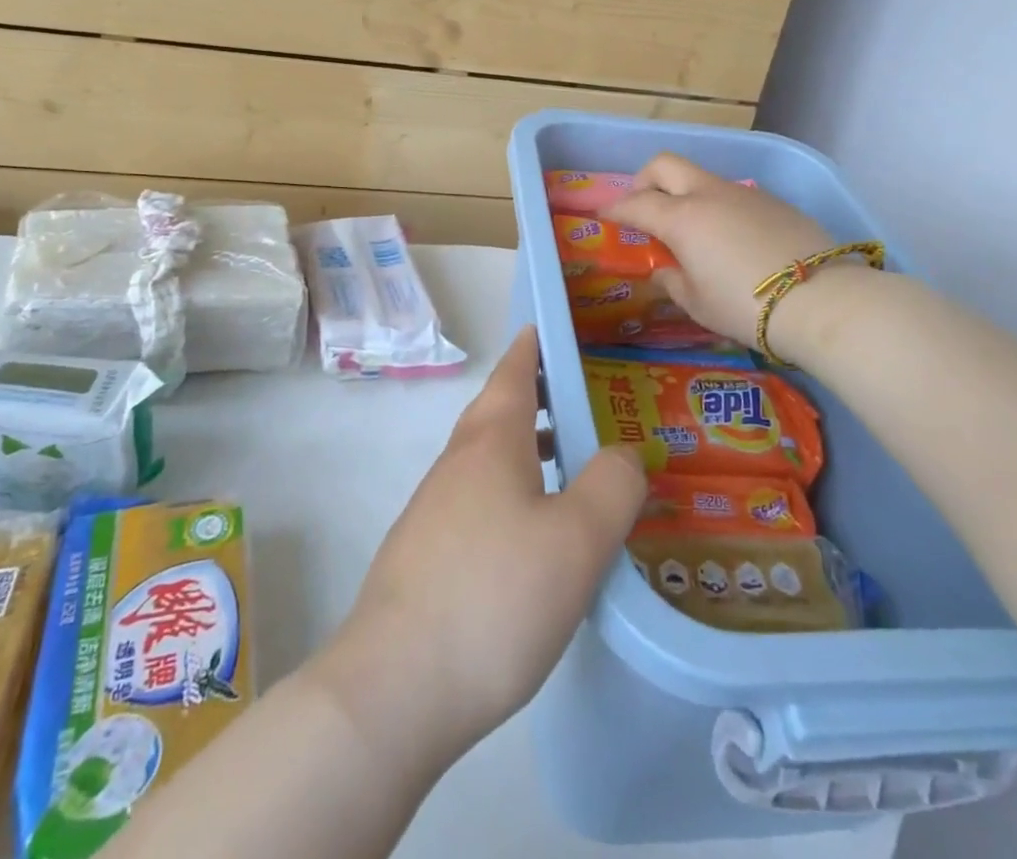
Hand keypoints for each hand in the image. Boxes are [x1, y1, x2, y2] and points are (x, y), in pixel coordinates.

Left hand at [318, 328, 645, 769]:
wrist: (393, 689)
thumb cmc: (494, 596)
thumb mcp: (577, 540)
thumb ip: (612, 485)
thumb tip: (623, 452)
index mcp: (491, 441)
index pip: (514, 371)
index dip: (535, 345)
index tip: (555, 328)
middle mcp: (457, 463)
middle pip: (500, 412)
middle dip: (539, 398)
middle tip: (585, 400)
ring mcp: (435, 509)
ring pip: (490, 460)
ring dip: (530, 450)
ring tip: (574, 468)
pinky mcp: (426, 555)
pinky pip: (480, 502)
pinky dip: (514, 494)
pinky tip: (536, 539)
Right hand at [606, 152, 845, 349]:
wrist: (821, 300)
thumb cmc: (745, 306)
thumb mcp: (697, 303)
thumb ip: (673, 281)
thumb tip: (664, 269)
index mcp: (682, 219)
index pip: (637, 203)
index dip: (616, 208)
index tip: (604, 213)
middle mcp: (709, 195)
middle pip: (665, 165)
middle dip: (645, 179)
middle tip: (643, 204)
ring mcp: (744, 193)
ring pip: (702, 178)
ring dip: (685, 193)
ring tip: (691, 229)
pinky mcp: (774, 201)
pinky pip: (733, 194)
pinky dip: (719, 207)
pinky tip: (732, 238)